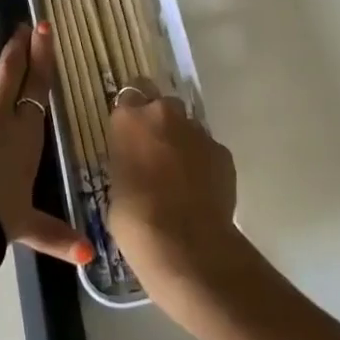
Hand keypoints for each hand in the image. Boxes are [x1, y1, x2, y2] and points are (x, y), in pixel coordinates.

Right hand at [107, 82, 241, 317]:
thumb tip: (138, 163)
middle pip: (162, 105)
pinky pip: (208, 150)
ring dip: (183, 142)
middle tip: (155, 152)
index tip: (130, 132)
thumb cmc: (134, 218)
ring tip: (179, 176)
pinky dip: (204, 163)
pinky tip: (199, 191)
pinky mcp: (223, 152)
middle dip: (160, 122)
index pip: (129, 95)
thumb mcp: (116, 183)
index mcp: (129, 119)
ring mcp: (197, 131)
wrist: (184, 244)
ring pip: (188, 127)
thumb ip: (128, 160)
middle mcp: (163, 114)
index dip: (132, 113)